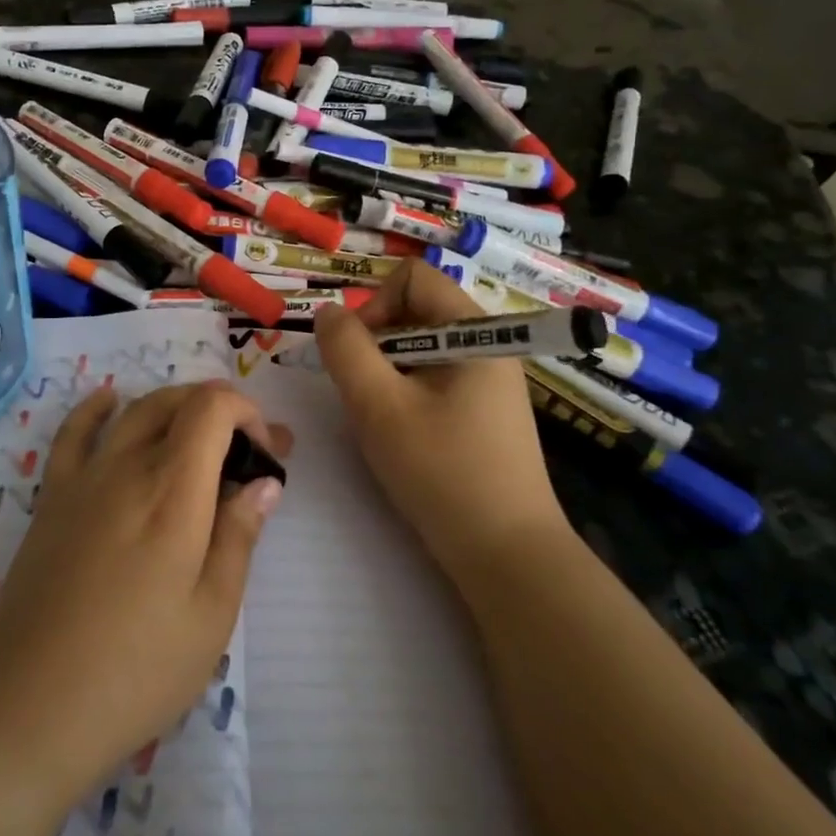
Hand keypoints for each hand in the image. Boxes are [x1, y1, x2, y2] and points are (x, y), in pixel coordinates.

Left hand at [0, 381, 289, 801]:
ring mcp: (84, 478)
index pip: (213, 407)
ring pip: (135, 410)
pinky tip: (109, 401)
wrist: (31, 706)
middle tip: (247, 456)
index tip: (265, 457)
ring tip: (200, 439)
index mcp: (173, 491)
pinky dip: (97, 407)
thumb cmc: (137, 669)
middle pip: (177, 401)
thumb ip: (239, 536)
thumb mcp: (211, 614)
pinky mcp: (52, 498)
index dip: (247, 413)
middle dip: (222, 414)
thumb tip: (265, 482)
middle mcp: (128, 466)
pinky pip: (73, 433)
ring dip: (176, 408)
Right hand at [313, 260, 568, 580]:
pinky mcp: (484, 412)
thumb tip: (328, 313)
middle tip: (361, 393)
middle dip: (376, 343)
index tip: (356, 353)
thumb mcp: (379, 406)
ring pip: (420, 349)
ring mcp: (489, 381)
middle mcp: (488, 345)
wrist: (507, 556)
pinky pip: (434, 378)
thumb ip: (346, 350)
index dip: (374, 304)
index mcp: (475, 332)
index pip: (413, 278)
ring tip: (379, 419)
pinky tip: (401, 435)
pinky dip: (405, 393)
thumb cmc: (442, 472)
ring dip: (387, 372)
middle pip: (416, 311)